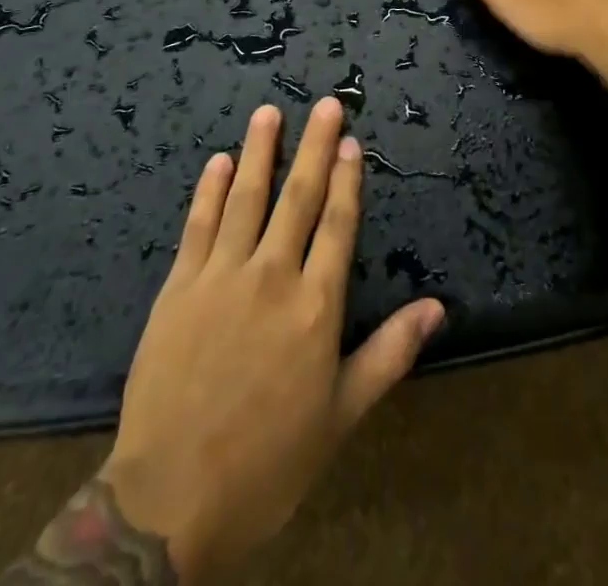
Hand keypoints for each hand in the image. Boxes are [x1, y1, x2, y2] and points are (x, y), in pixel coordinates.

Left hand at [98, 100, 444, 578]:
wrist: (169, 502)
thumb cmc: (268, 461)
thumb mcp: (341, 415)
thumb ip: (389, 353)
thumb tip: (438, 308)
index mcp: (315, 305)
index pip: (338, 224)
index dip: (347, 179)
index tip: (352, 142)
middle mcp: (272, 276)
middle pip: (298, 197)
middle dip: (314, 147)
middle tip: (325, 104)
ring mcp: (221, 277)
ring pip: (246, 198)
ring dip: (260, 151)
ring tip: (269, 112)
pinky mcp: (179, 288)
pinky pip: (199, 226)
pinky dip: (210, 190)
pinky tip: (219, 161)